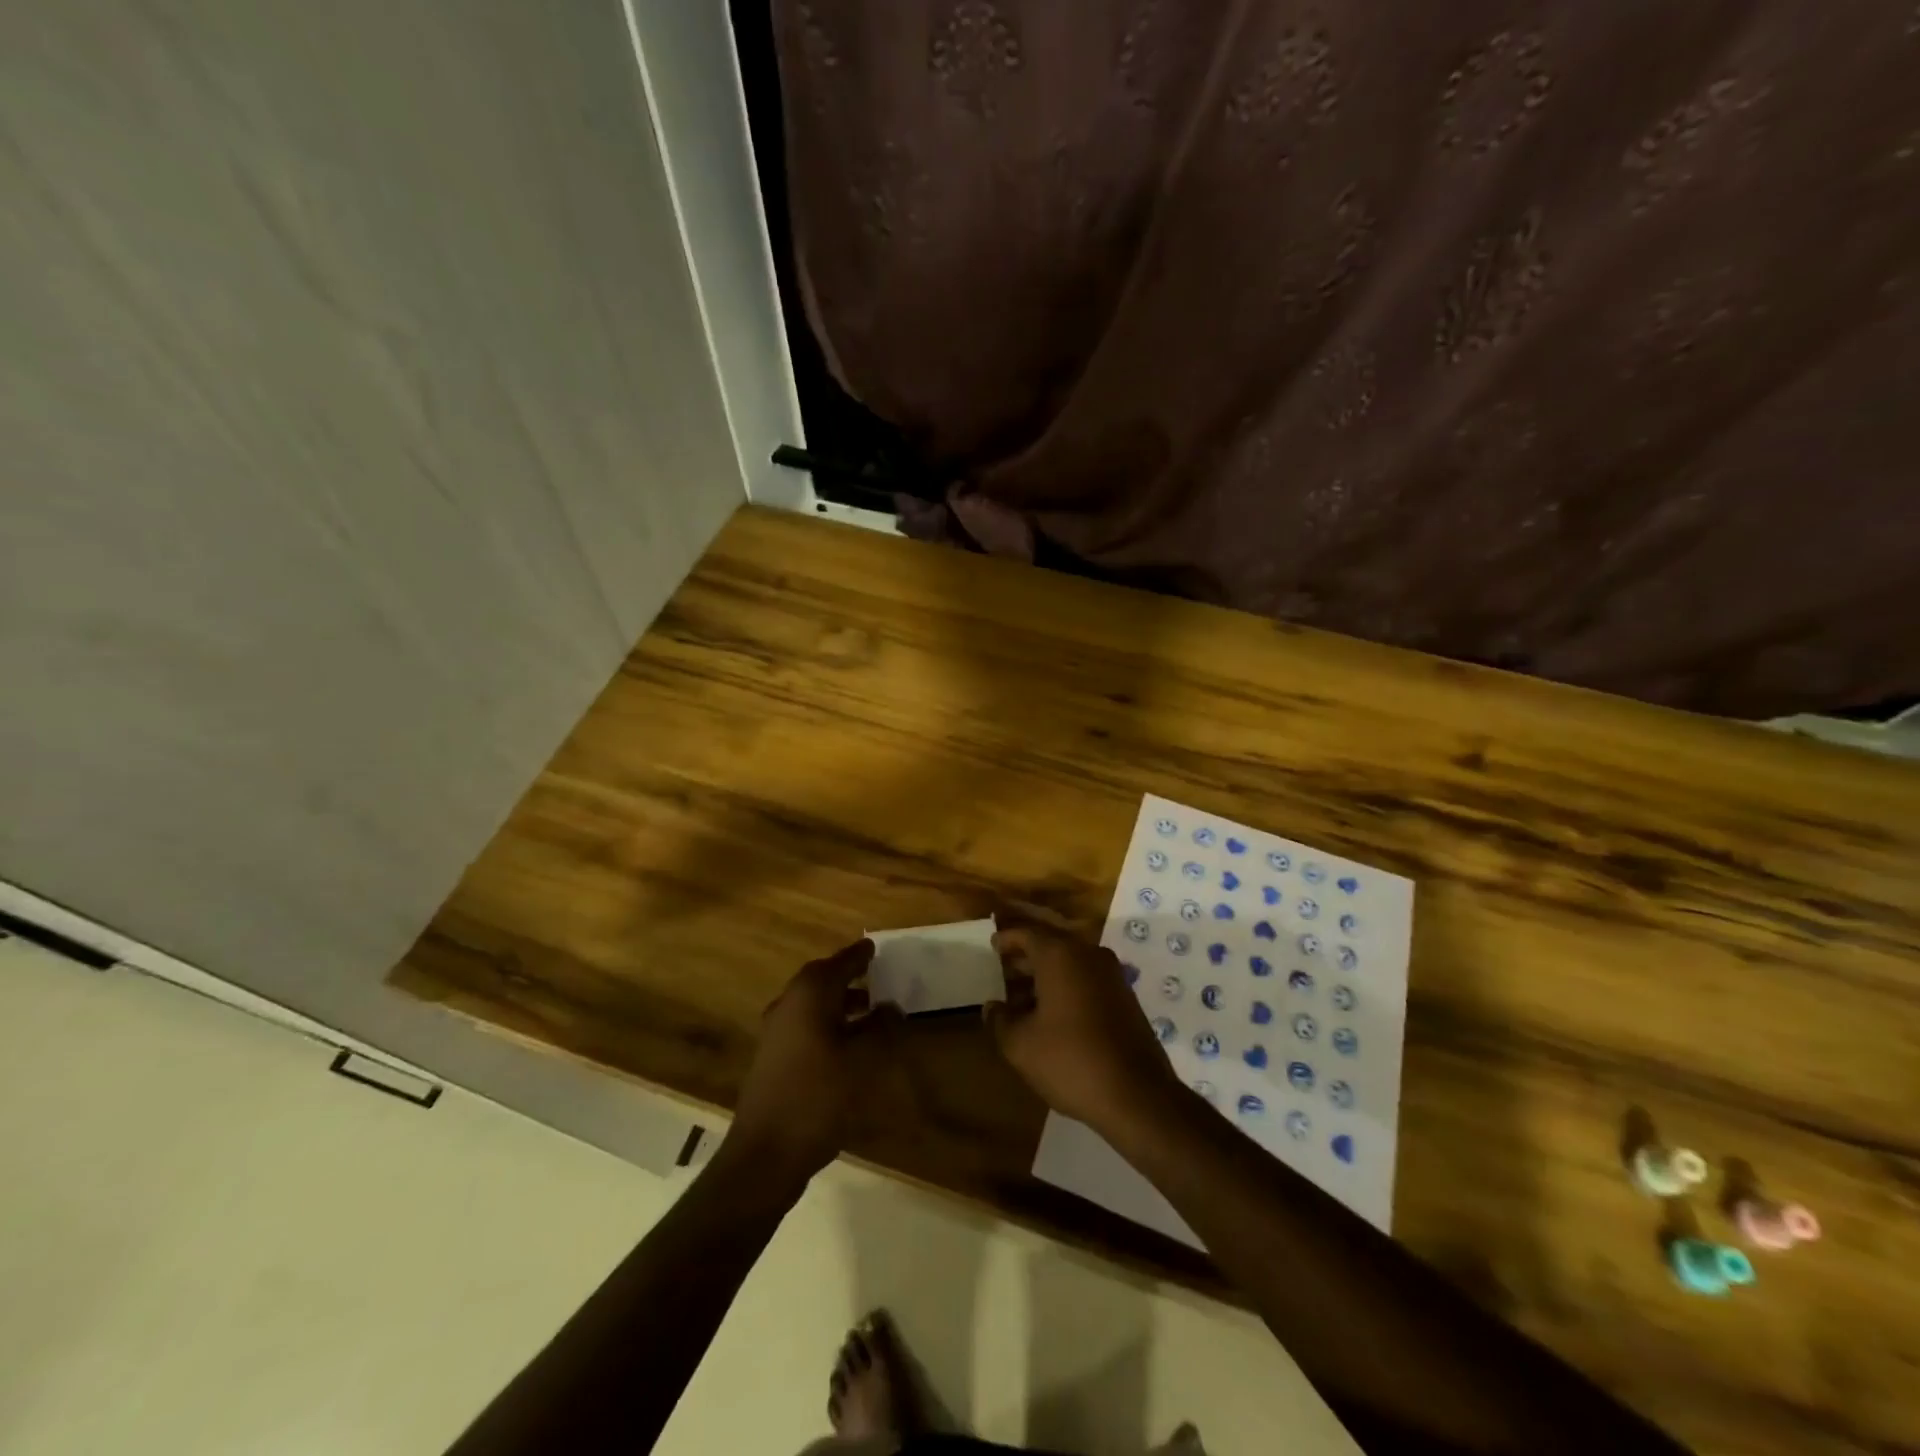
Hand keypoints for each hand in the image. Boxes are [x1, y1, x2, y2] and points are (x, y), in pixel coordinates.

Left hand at [731, 939, 901, 1182]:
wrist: (766, 1153)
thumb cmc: (819, 1095)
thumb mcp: (864, 1059)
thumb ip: (883, 1027)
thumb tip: (892, 1007)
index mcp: (809, 994)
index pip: (840, 962)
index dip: (860, 955)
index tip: (875, 948)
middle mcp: (788, 1004)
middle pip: (823, 981)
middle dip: (850, 978)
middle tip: (877, 978)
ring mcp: (776, 1033)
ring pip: (814, 1006)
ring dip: (841, 1005)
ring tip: (871, 1014)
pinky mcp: (773, 1060)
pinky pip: (807, 1028)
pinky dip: (829, 1026)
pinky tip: (849, 1048)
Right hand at [985, 916, 1182, 1134]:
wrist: (1138, 1095)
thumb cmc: (1071, 1061)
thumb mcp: (1021, 1045)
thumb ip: (1000, 1020)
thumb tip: (992, 1006)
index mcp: (1060, 955)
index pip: (1027, 933)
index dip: (1007, 939)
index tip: (991, 946)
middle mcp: (1088, 954)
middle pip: (1050, 944)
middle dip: (1025, 957)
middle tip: (1002, 970)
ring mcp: (1111, 975)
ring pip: (1070, 962)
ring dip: (1045, 974)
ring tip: (1021, 997)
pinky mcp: (1125, 996)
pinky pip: (1087, 978)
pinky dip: (1066, 986)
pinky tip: (1051, 1013)